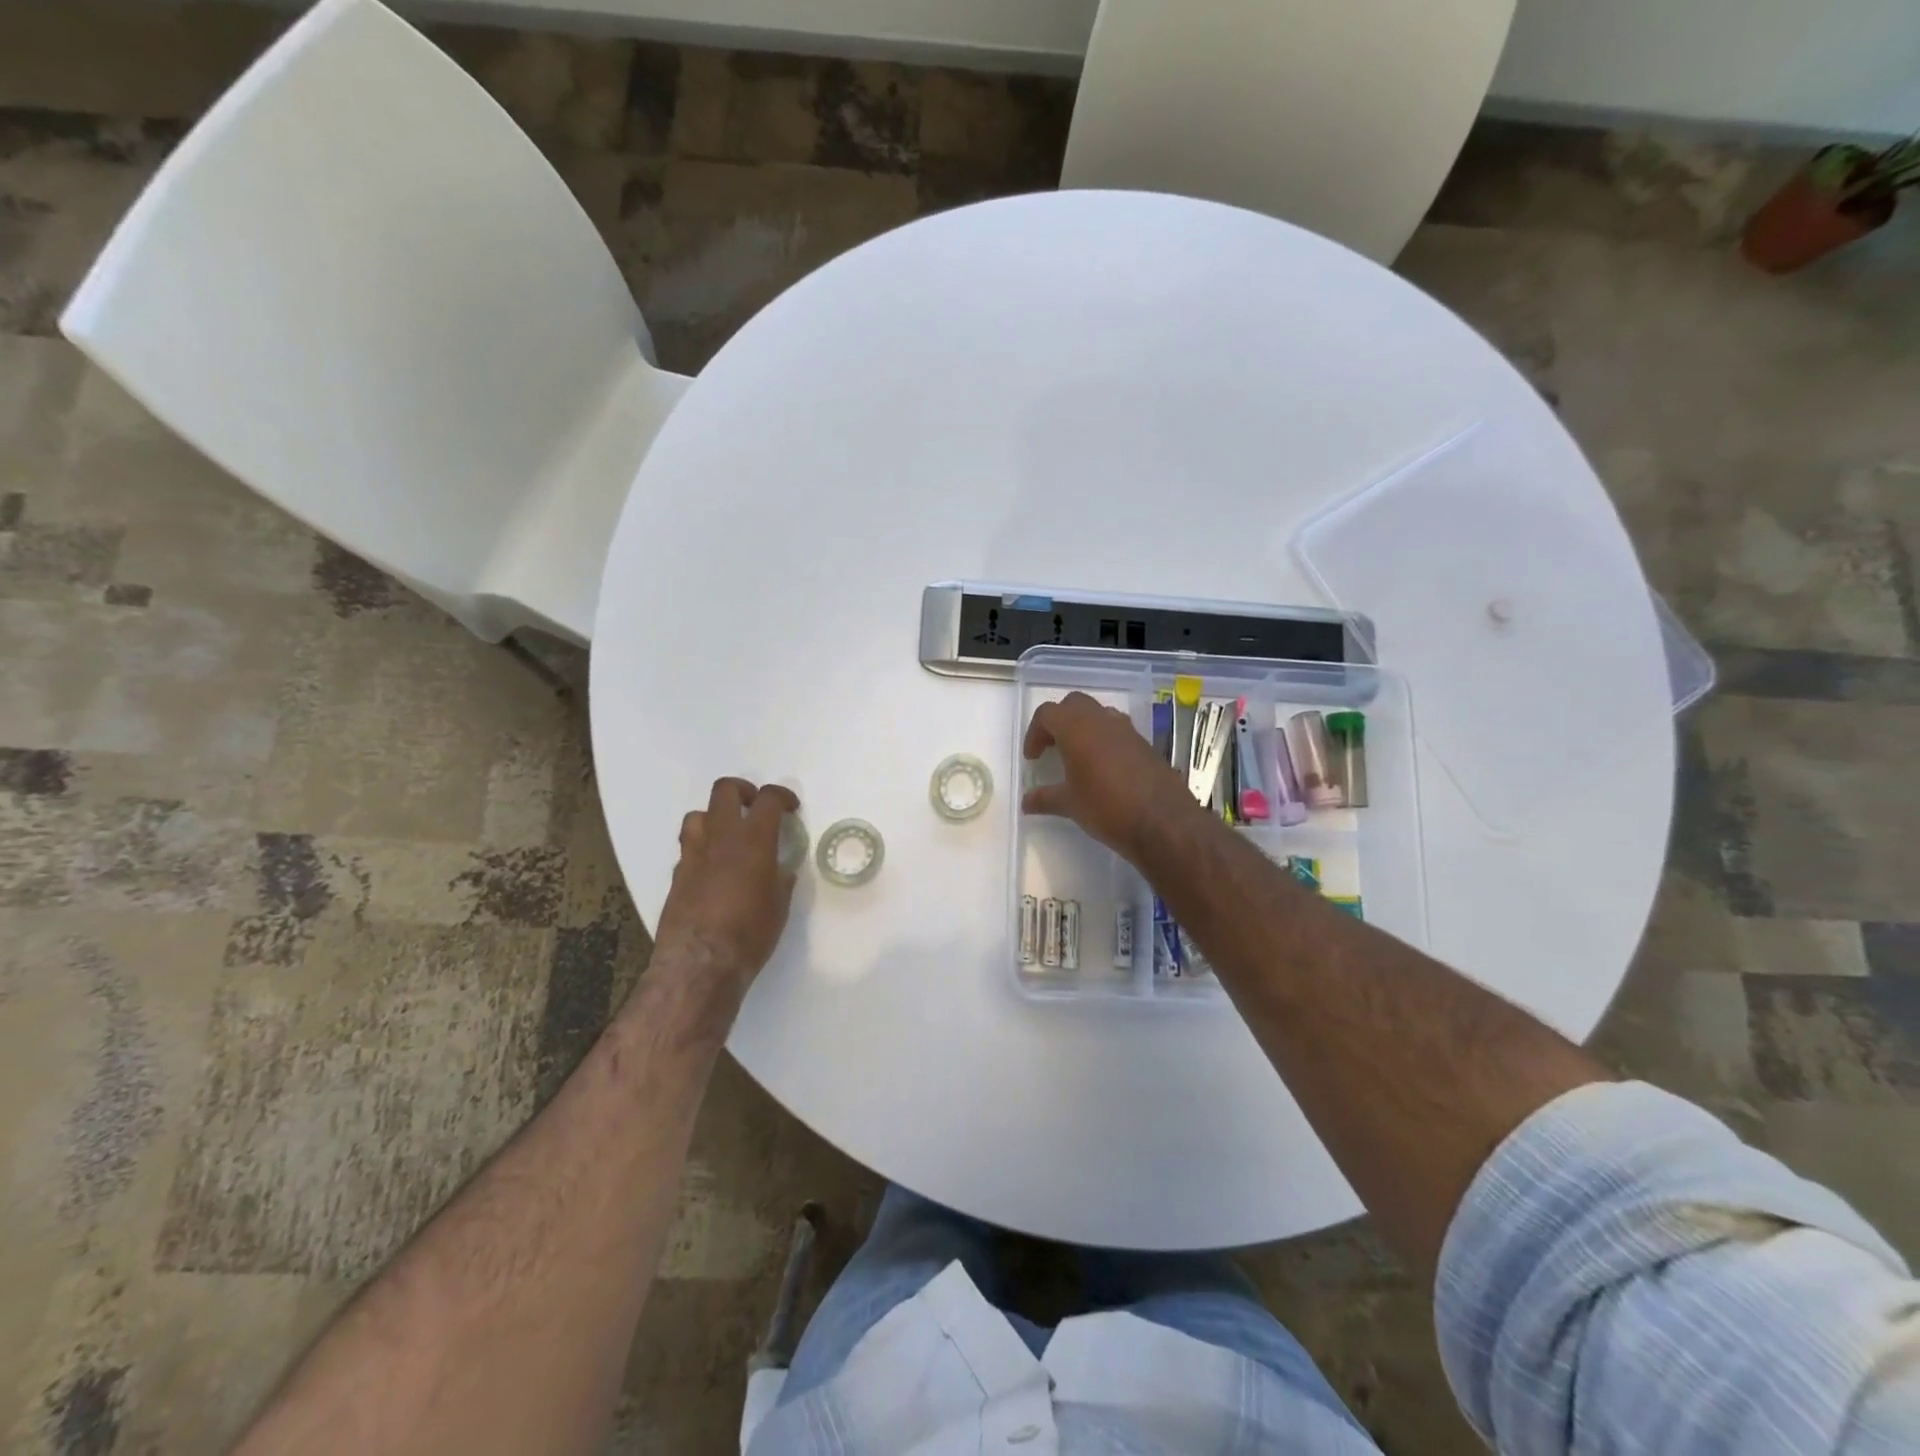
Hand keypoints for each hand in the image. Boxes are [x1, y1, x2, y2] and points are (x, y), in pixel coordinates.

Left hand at [652, 778, 800, 995]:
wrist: (699, 963)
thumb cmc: (750, 933)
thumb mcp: (779, 905)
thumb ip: (780, 879)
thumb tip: (779, 869)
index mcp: (753, 840)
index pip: (768, 799)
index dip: (782, 796)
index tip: (790, 807)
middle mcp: (720, 838)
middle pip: (725, 790)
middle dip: (743, 791)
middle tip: (755, 807)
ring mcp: (693, 854)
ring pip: (698, 814)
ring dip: (715, 817)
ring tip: (729, 835)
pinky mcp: (677, 875)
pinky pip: (688, 847)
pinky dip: (703, 848)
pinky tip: (713, 869)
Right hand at [1022, 693, 1196, 859]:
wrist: (1164, 822)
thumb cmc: (1107, 808)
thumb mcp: (1070, 805)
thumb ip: (1045, 798)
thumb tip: (1026, 802)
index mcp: (1077, 729)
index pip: (1047, 713)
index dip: (1035, 732)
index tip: (1033, 758)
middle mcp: (1102, 721)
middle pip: (1074, 704)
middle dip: (1059, 722)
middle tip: (1052, 748)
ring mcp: (1128, 730)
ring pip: (1099, 714)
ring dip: (1084, 728)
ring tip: (1078, 756)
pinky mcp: (1145, 744)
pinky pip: (1119, 730)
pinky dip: (1105, 740)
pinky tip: (1104, 769)